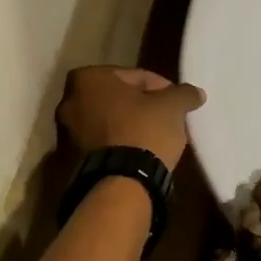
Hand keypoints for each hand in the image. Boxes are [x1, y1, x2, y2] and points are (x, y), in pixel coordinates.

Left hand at [56, 66, 205, 170]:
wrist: (120, 184)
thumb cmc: (143, 131)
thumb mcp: (172, 107)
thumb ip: (183, 94)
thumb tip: (195, 92)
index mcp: (87, 78)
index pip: (134, 76)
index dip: (161, 88)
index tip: (176, 103)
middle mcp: (68, 101)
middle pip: (116, 98)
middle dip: (140, 106)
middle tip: (165, 118)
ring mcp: (65, 133)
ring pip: (107, 122)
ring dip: (128, 126)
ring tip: (154, 139)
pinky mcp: (69, 161)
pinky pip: (101, 145)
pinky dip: (118, 145)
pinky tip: (139, 155)